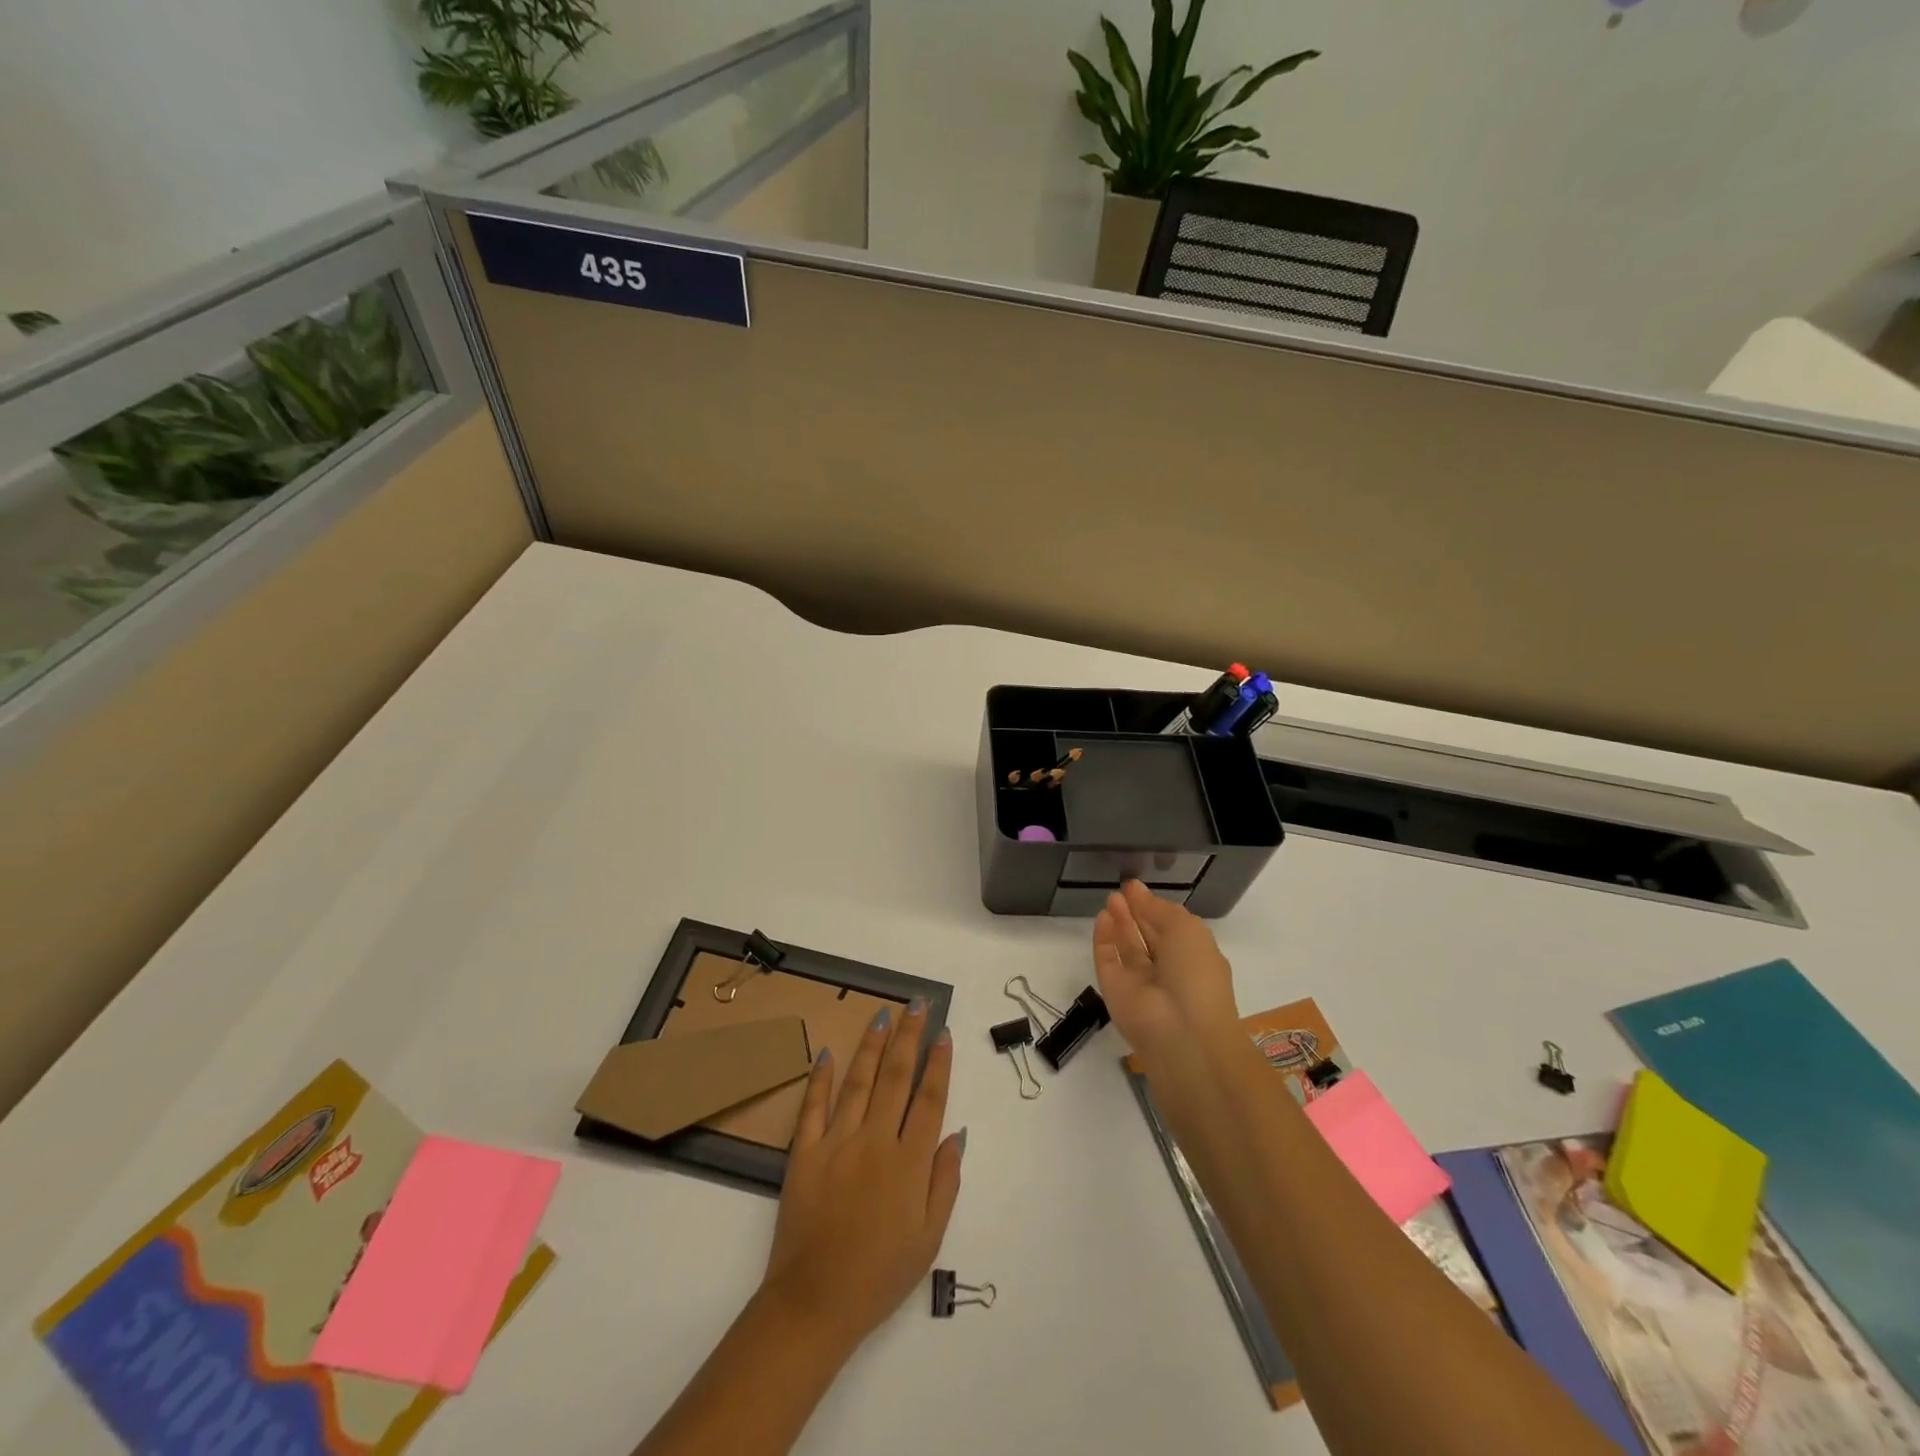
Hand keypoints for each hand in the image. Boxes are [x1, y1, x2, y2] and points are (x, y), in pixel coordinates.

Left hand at [760, 1001, 964, 1351]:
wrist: (815, 1303)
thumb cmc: (880, 1275)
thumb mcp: (929, 1238)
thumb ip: (945, 1182)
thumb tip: (957, 1134)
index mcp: (909, 1163)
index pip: (929, 1099)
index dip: (939, 1064)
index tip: (944, 1034)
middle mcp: (875, 1141)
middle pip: (896, 1077)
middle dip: (909, 1036)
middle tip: (918, 1004)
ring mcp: (837, 1142)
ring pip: (859, 1081)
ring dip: (873, 1045)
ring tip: (883, 1014)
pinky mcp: (804, 1152)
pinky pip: (813, 1106)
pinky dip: (820, 1077)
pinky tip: (828, 1051)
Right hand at [1093, 880, 1242, 1060]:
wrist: (1181, 1032)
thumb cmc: (1195, 975)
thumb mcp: (1186, 930)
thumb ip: (1160, 909)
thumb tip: (1139, 893)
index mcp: (1193, 958)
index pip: (1171, 928)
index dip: (1155, 907)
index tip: (1136, 887)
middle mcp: (1167, 971)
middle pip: (1148, 937)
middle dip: (1136, 912)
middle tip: (1121, 890)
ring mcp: (1139, 982)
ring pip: (1127, 948)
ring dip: (1120, 922)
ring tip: (1111, 898)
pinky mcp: (1115, 991)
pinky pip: (1107, 960)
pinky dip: (1103, 940)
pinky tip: (1102, 917)